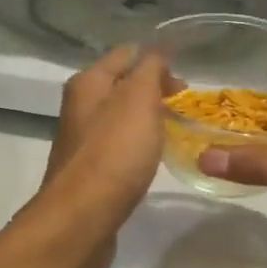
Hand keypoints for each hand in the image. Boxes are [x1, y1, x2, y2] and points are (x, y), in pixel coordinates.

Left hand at [38, 45, 168, 254]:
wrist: (82, 218)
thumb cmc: (114, 153)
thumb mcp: (139, 100)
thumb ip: (150, 70)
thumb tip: (158, 49)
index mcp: (87, 83)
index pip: (125, 55)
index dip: (156, 59)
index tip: (187, 77)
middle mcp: (79, 108)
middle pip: (121, 87)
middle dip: (153, 91)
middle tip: (185, 106)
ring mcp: (82, 142)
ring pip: (120, 119)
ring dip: (146, 120)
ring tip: (175, 130)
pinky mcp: (89, 173)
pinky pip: (118, 148)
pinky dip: (137, 147)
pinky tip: (152, 159)